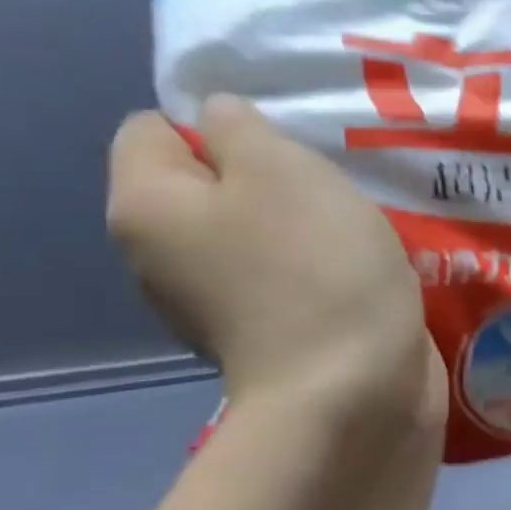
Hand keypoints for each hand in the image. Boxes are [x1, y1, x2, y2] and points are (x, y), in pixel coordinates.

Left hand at [108, 96, 445, 427]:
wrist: (354, 388)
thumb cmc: (316, 268)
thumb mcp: (285, 170)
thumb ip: (242, 128)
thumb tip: (222, 121)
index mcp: (148, 207)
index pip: (153, 129)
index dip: (216, 123)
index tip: (286, 142)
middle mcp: (163, 256)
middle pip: (210, 185)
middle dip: (271, 177)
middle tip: (331, 183)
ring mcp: (217, 303)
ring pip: (257, 234)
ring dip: (304, 224)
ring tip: (358, 226)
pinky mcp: (270, 335)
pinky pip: (288, 277)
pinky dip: (320, 268)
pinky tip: (361, 271)